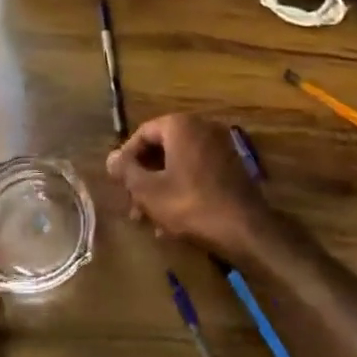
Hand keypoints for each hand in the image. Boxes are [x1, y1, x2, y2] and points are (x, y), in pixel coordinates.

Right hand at [107, 113, 274, 256]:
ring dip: (160, 188)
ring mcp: (220, 147)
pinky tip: (172, 223)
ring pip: (178, 164)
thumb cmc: (191, 205)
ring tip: (150, 220)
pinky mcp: (231, 168)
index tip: (118, 183)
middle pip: (162, 149)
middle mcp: (202, 128)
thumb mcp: (149, 191)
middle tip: (133, 205)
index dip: (126, 158)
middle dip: (144, 177)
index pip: (143, 133)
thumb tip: (110, 158)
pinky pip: (196, 173)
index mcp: (180, 125)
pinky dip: (181, 190)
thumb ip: (126, 171)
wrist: (246, 230)